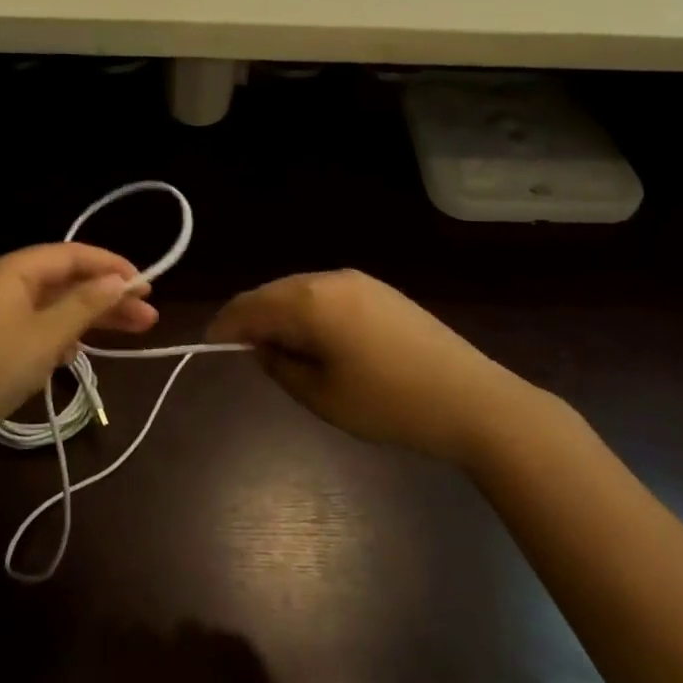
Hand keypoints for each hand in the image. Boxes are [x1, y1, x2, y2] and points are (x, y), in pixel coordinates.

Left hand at [0, 243, 157, 478]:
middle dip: (107, 296)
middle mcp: (2, 286)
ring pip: (55, 307)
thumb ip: (85, 304)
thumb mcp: (45, 336)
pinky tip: (84, 351)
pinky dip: (66, 335)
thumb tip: (119, 279)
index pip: (70, 254)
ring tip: (135, 331)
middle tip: (149, 315)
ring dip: (92, 317)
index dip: (110, 266)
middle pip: (65, 281)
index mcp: (9, 271)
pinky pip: (40, 329)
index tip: (146, 284)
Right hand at [207, 270, 536, 465]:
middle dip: (253, 318)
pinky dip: (309, 313)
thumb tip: (260, 348)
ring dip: (282, 315)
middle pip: (274, 292)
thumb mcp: (322, 396)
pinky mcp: (382, 292)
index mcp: (310, 301)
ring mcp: (360, 282)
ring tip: (278, 350)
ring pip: (301, 291)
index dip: (225, 325)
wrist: (472, 399)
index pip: (250, 305)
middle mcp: (331, 279)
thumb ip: (280, 367)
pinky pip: (328, 294)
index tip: (211, 345)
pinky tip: (317, 341)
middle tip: (243, 352)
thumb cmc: (389, 403)